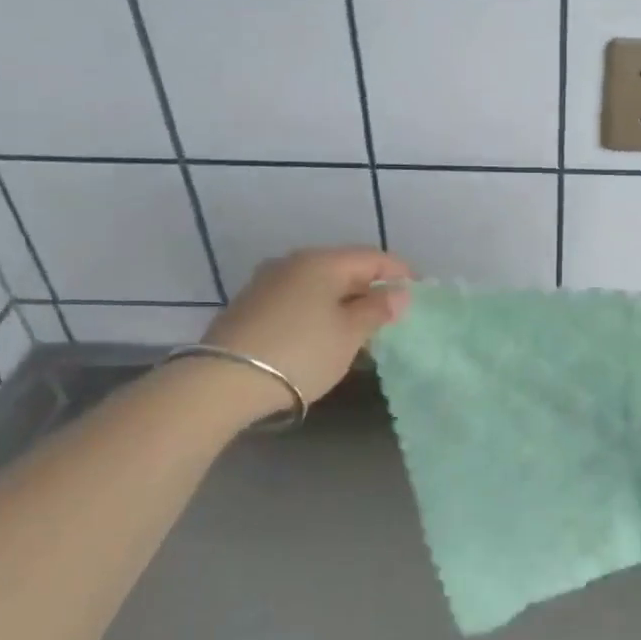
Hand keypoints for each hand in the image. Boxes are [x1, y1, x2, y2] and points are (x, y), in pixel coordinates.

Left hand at [203, 247, 411, 405]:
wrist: (222, 382)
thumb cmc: (301, 352)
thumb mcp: (349, 334)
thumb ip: (377, 310)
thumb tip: (398, 293)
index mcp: (323, 261)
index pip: (373, 257)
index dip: (399, 273)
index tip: (418, 293)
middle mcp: (293, 262)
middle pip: (344, 267)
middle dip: (370, 287)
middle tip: (390, 313)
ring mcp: (267, 282)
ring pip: (319, 283)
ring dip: (343, 300)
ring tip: (359, 326)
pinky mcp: (250, 305)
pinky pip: (298, 298)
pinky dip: (318, 309)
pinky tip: (323, 332)